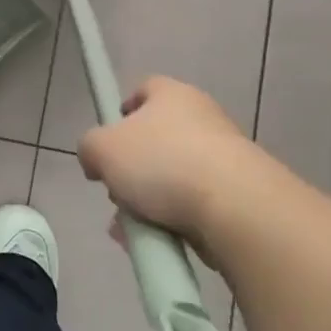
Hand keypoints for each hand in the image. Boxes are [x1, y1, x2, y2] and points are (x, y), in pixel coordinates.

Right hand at [78, 76, 293, 244]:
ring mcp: (225, 155)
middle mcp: (202, 116)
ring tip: (133, 227)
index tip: (109, 140)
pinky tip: (158, 241)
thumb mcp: (102, 149)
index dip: (122, 112)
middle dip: (133, 167)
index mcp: (171, 94)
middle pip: (157, 138)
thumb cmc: (162, 163)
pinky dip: (175, 220)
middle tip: (117, 190)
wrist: (237, 207)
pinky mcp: (240, 192)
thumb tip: (96, 160)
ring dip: (150, 200)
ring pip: (174, 175)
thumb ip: (89, 148)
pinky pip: (195, 203)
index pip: (143, 89)